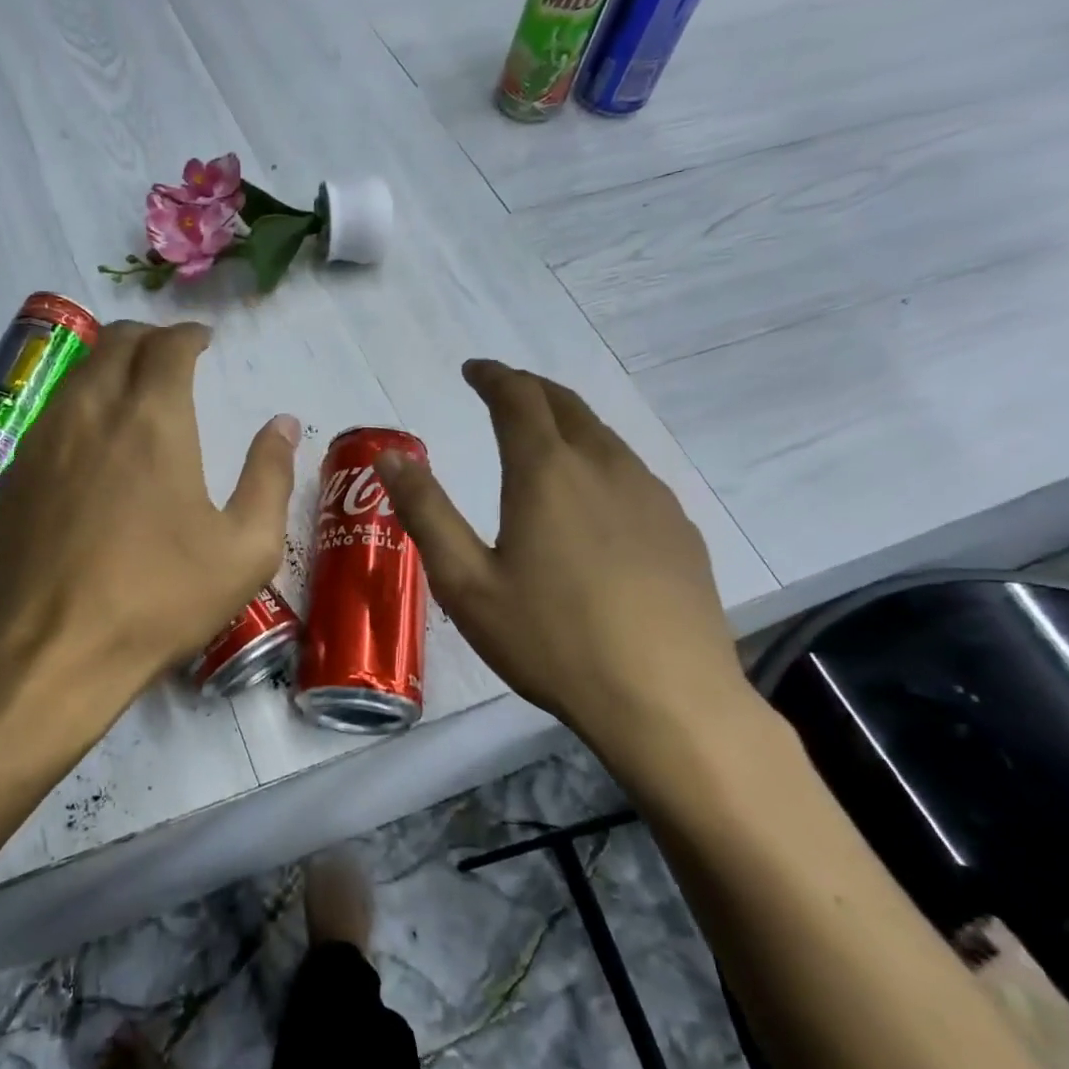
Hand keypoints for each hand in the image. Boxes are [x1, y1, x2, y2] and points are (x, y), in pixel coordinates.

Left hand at [0, 320, 298, 725]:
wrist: (52, 651)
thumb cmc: (159, 599)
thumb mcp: (244, 549)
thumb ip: (269, 477)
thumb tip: (282, 425)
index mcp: (152, 420)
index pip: (167, 345)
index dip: (188, 335)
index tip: (204, 342)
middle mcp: (91, 411)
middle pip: (115, 342)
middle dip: (148, 338)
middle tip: (171, 358)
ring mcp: (43, 440)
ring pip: (76, 373)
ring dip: (109, 366)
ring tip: (132, 392)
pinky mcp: (13, 474)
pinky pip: (50, 412)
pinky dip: (79, 404)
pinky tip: (91, 442)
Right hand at [376, 360, 756, 796]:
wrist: (666, 698)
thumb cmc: (550, 640)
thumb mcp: (466, 583)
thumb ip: (427, 512)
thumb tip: (391, 456)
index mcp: (546, 473)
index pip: (518, 398)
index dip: (493, 376)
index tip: (474, 370)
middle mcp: (603, 467)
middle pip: (566, 405)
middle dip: (530, 389)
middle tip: (503, 391)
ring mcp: (650, 496)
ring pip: (603, 437)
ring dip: (567, 423)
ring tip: (542, 437)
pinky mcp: (678, 529)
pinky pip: (631, 473)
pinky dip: (599, 461)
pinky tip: (592, 498)